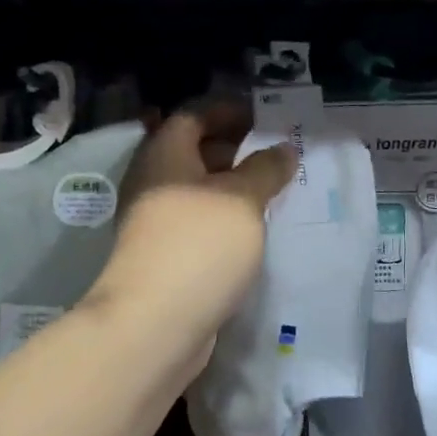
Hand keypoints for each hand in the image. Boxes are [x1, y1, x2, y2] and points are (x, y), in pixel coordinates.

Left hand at [91, 103, 295, 366]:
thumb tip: (283, 149)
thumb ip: (265, 169)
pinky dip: (224, 218)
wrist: (154, 324)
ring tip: (274, 192)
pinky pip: (197, 222)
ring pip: (197, 190)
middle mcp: (153, 181)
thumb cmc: (199, 244)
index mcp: (165, 153)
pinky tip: (253, 230)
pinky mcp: (163, 255)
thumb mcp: (243, 198)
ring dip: (232, 187)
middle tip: (276, 155)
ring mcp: (154, 220)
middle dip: (235, 149)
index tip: (264, 118)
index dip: (228, 111)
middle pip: (194, 151)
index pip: (194, 115)